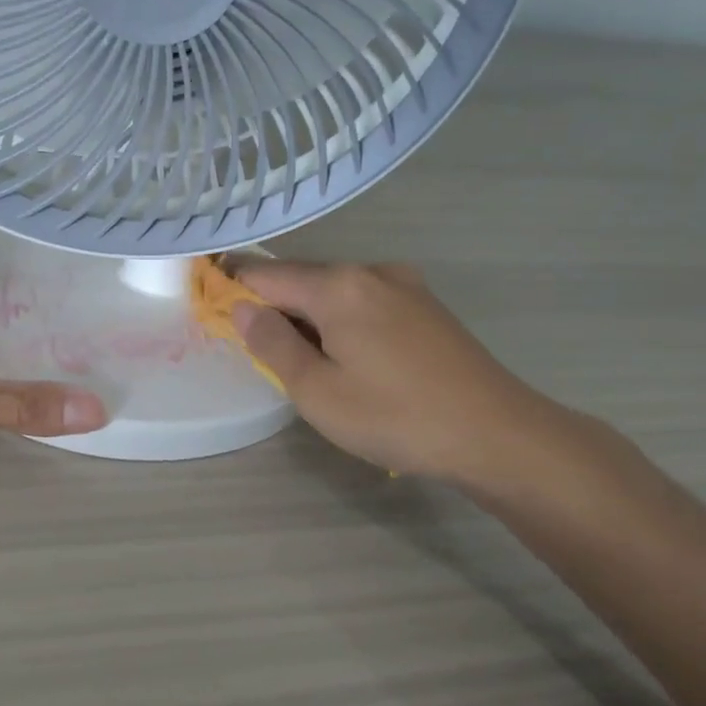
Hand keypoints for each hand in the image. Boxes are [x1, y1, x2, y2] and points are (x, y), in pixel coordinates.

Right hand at [232, 259, 565, 490]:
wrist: (497, 434)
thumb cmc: (395, 417)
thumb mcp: (318, 391)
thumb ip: (273, 344)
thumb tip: (242, 308)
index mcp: (338, 285)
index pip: (265, 274)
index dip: (231, 287)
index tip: (208, 305)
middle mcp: (370, 271)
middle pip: (301, 279)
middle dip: (272, 307)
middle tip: (256, 350)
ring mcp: (404, 285)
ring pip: (334, 292)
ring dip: (308, 317)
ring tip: (303, 363)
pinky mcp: (426, 306)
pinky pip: (364, 302)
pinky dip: (340, 321)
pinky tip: (348, 358)